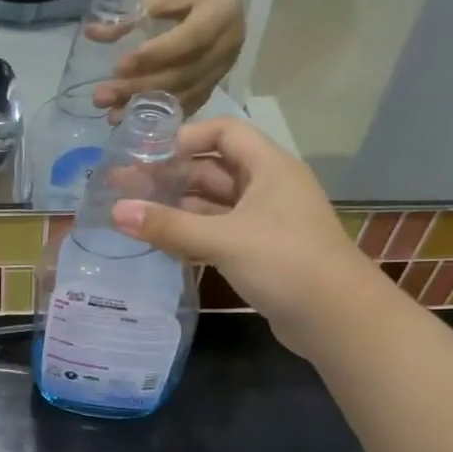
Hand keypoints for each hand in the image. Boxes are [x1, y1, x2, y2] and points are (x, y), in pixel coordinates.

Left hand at [92, 0, 244, 119]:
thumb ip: (128, 14)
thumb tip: (92, 33)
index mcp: (220, 12)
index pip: (188, 40)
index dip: (153, 56)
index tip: (117, 67)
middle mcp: (228, 44)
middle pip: (183, 74)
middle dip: (139, 88)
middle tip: (102, 96)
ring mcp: (224, 67)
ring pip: (185, 94)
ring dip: (146, 108)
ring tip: (112, 115)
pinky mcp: (216, 82)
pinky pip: (189, 103)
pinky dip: (162, 114)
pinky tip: (135, 121)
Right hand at [110, 119, 378, 354]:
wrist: (336, 319)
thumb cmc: (285, 262)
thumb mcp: (223, 239)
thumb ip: (169, 226)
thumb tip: (116, 211)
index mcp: (269, 167)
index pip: (224, 132)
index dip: (185, 137)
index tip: (146, 153)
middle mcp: (268, 187)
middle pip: (214, 168)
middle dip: (171, 175)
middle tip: (125, 187)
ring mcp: (265, 221)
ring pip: (214, 203)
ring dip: (178, 206)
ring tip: (135, 213)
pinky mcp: (260, 251)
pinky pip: (218, 231)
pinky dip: (191, 232)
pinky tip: (161, 241)